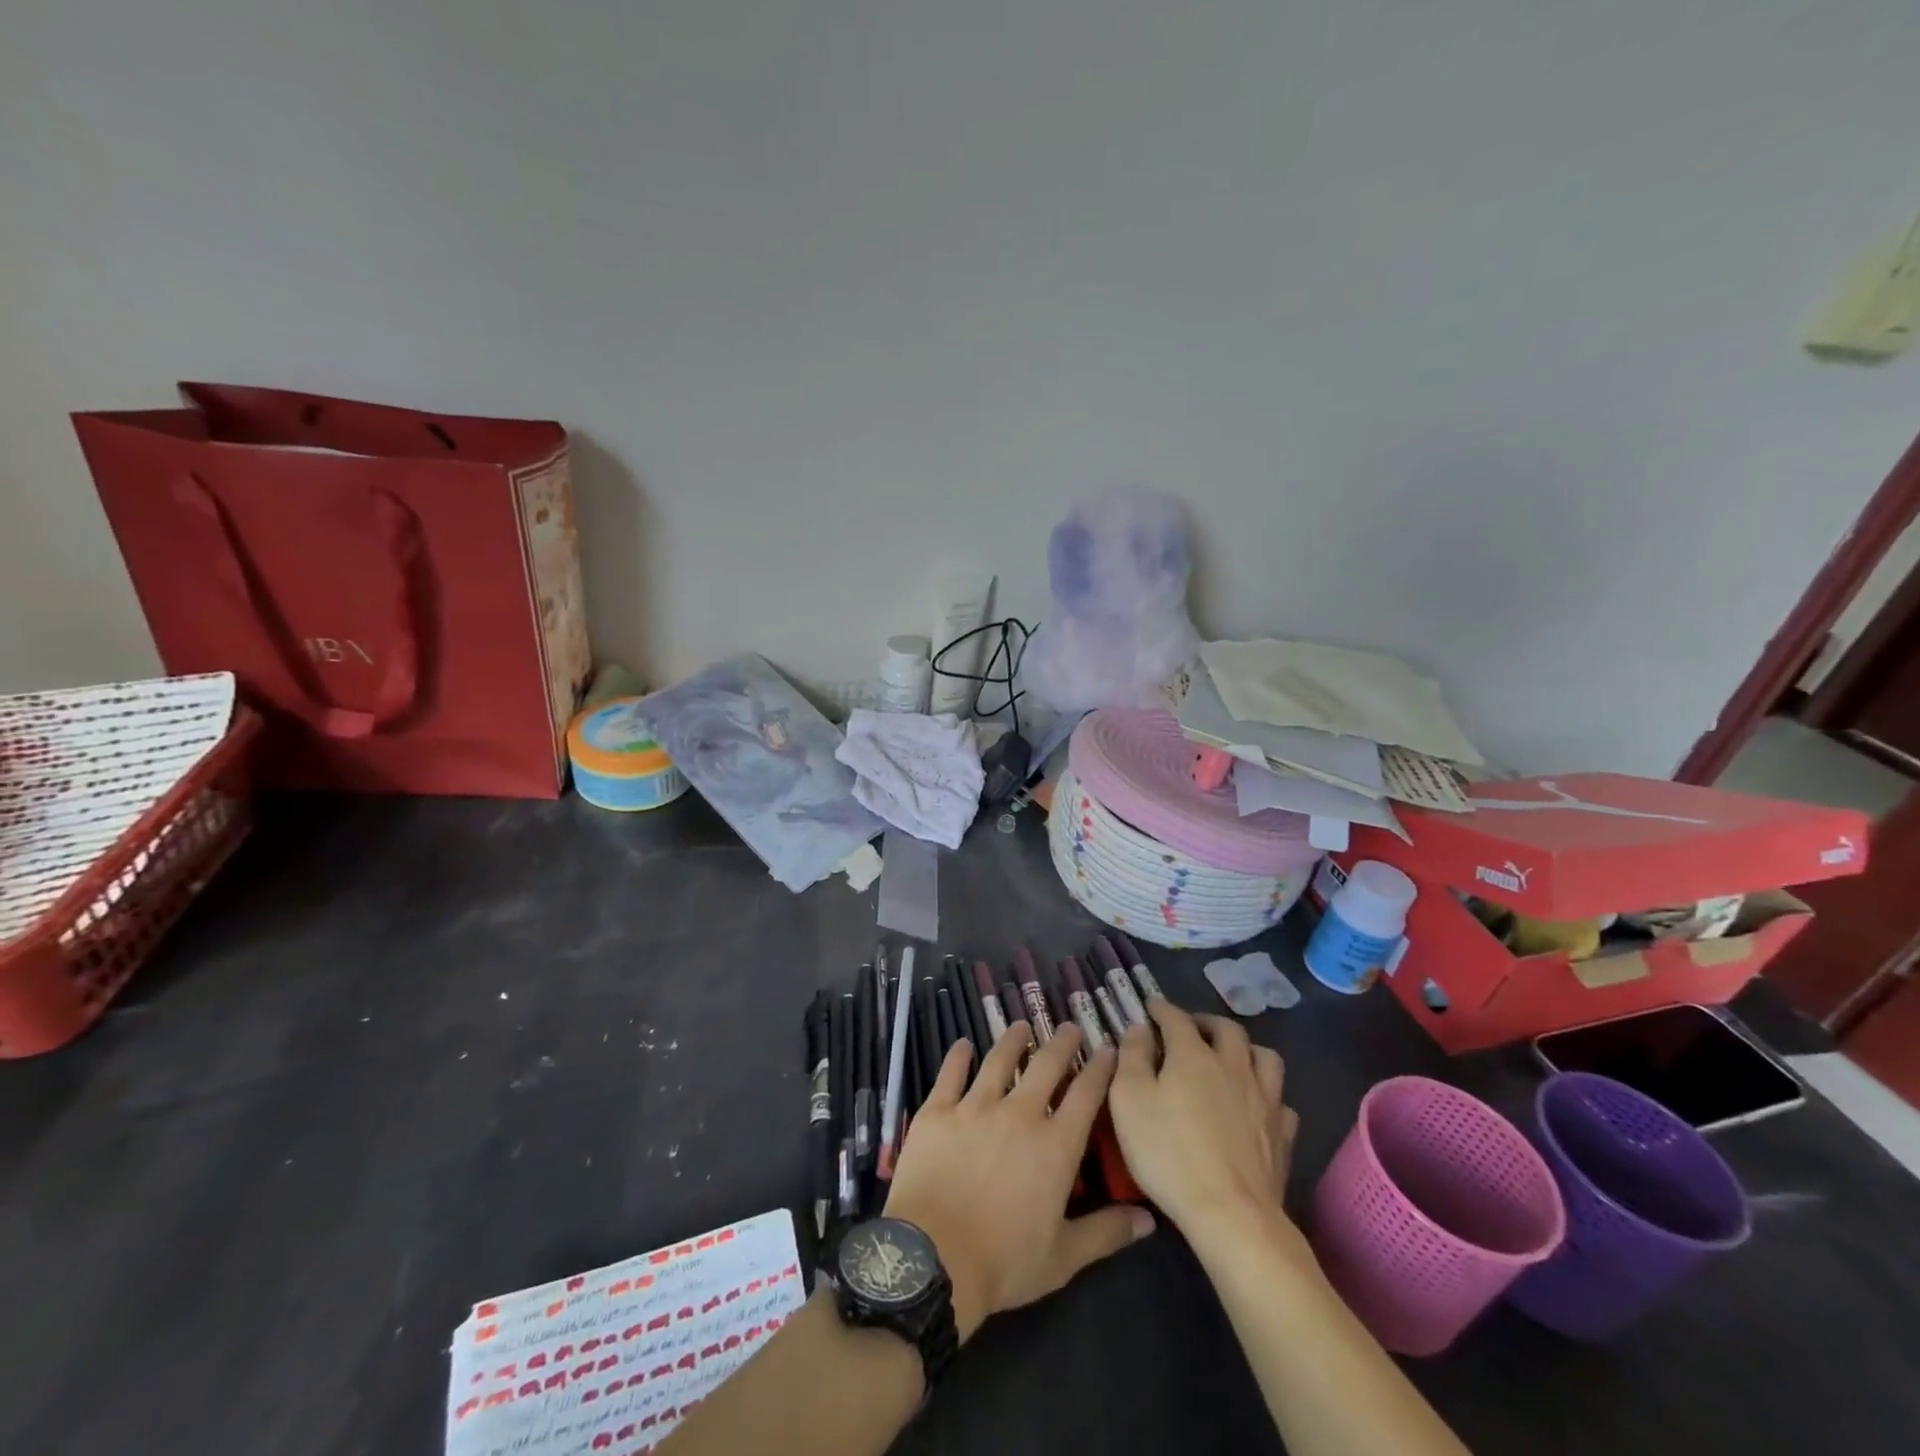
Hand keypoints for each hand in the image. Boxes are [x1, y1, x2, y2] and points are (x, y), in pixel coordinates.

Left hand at [883, 1024, 1155, 1342]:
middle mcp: (1019, 1114)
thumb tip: (1148, 1220)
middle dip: (1061, 1043)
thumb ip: (1105, 1233)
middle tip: (1069, 1027)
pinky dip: (958, 1057)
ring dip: (1012, 1040)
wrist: (933, 1259)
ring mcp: (975, 1107)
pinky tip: (963, 1044)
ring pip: (998, 1061)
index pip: (1085, 1095)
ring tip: (1020, 1026)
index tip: (1107, 1048)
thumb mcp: (1063, 1258)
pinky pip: (950, 1074)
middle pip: (1046, 1066)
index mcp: (1055, 1146)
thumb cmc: (1004, 1263)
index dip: (1099, 1068)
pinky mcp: (937, 1111)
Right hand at [1108, 1002, 1303, 1251]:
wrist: (1231, 1215)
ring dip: (1246, 1049)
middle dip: (1206, 1022)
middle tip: (1191, 1029)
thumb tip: (1139, 1028)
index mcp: (1193, 1055)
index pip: (1177, 1018)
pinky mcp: (1282, 1134)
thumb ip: (1132, 1056)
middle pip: (1227, 1028)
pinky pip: (1280, 1101)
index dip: (1162, 1009)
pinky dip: (1266, 1095)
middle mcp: (1233, 1066)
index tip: (1150, 1008)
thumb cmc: (1170, 1153)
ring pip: (1264, 1057)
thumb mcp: (1129, 1100)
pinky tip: (1255, 1106)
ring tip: (1230, 1059)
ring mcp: (1264, 1099)